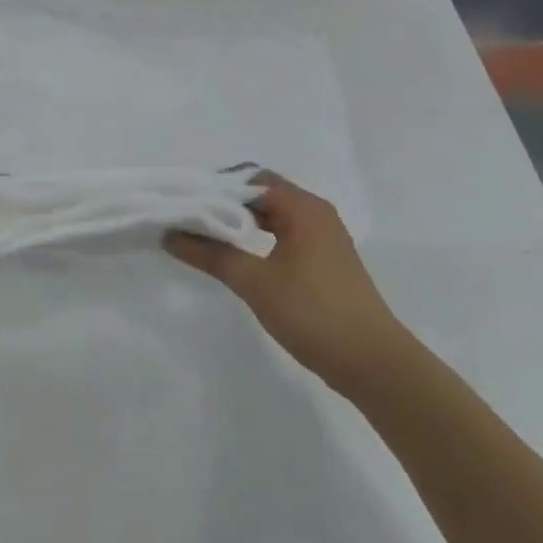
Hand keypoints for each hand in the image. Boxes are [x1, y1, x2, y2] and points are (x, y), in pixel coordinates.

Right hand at [163, 173, 411, 391]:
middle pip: (262, 195)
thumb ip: (211, 255)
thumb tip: (170, 235)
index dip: (216, 188)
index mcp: (303, 208)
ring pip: (273, 217)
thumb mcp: (255, 282)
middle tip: (187, 219)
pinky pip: (284, 236)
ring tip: (203, 237)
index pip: (252, 180)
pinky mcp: (324, 262)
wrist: (372, 362)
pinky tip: (236, 258)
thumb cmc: (313, 312)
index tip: (184, 203)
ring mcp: (323, 239)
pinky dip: (258, 239)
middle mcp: (316, 214)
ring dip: (240, 223)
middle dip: (225, 204)